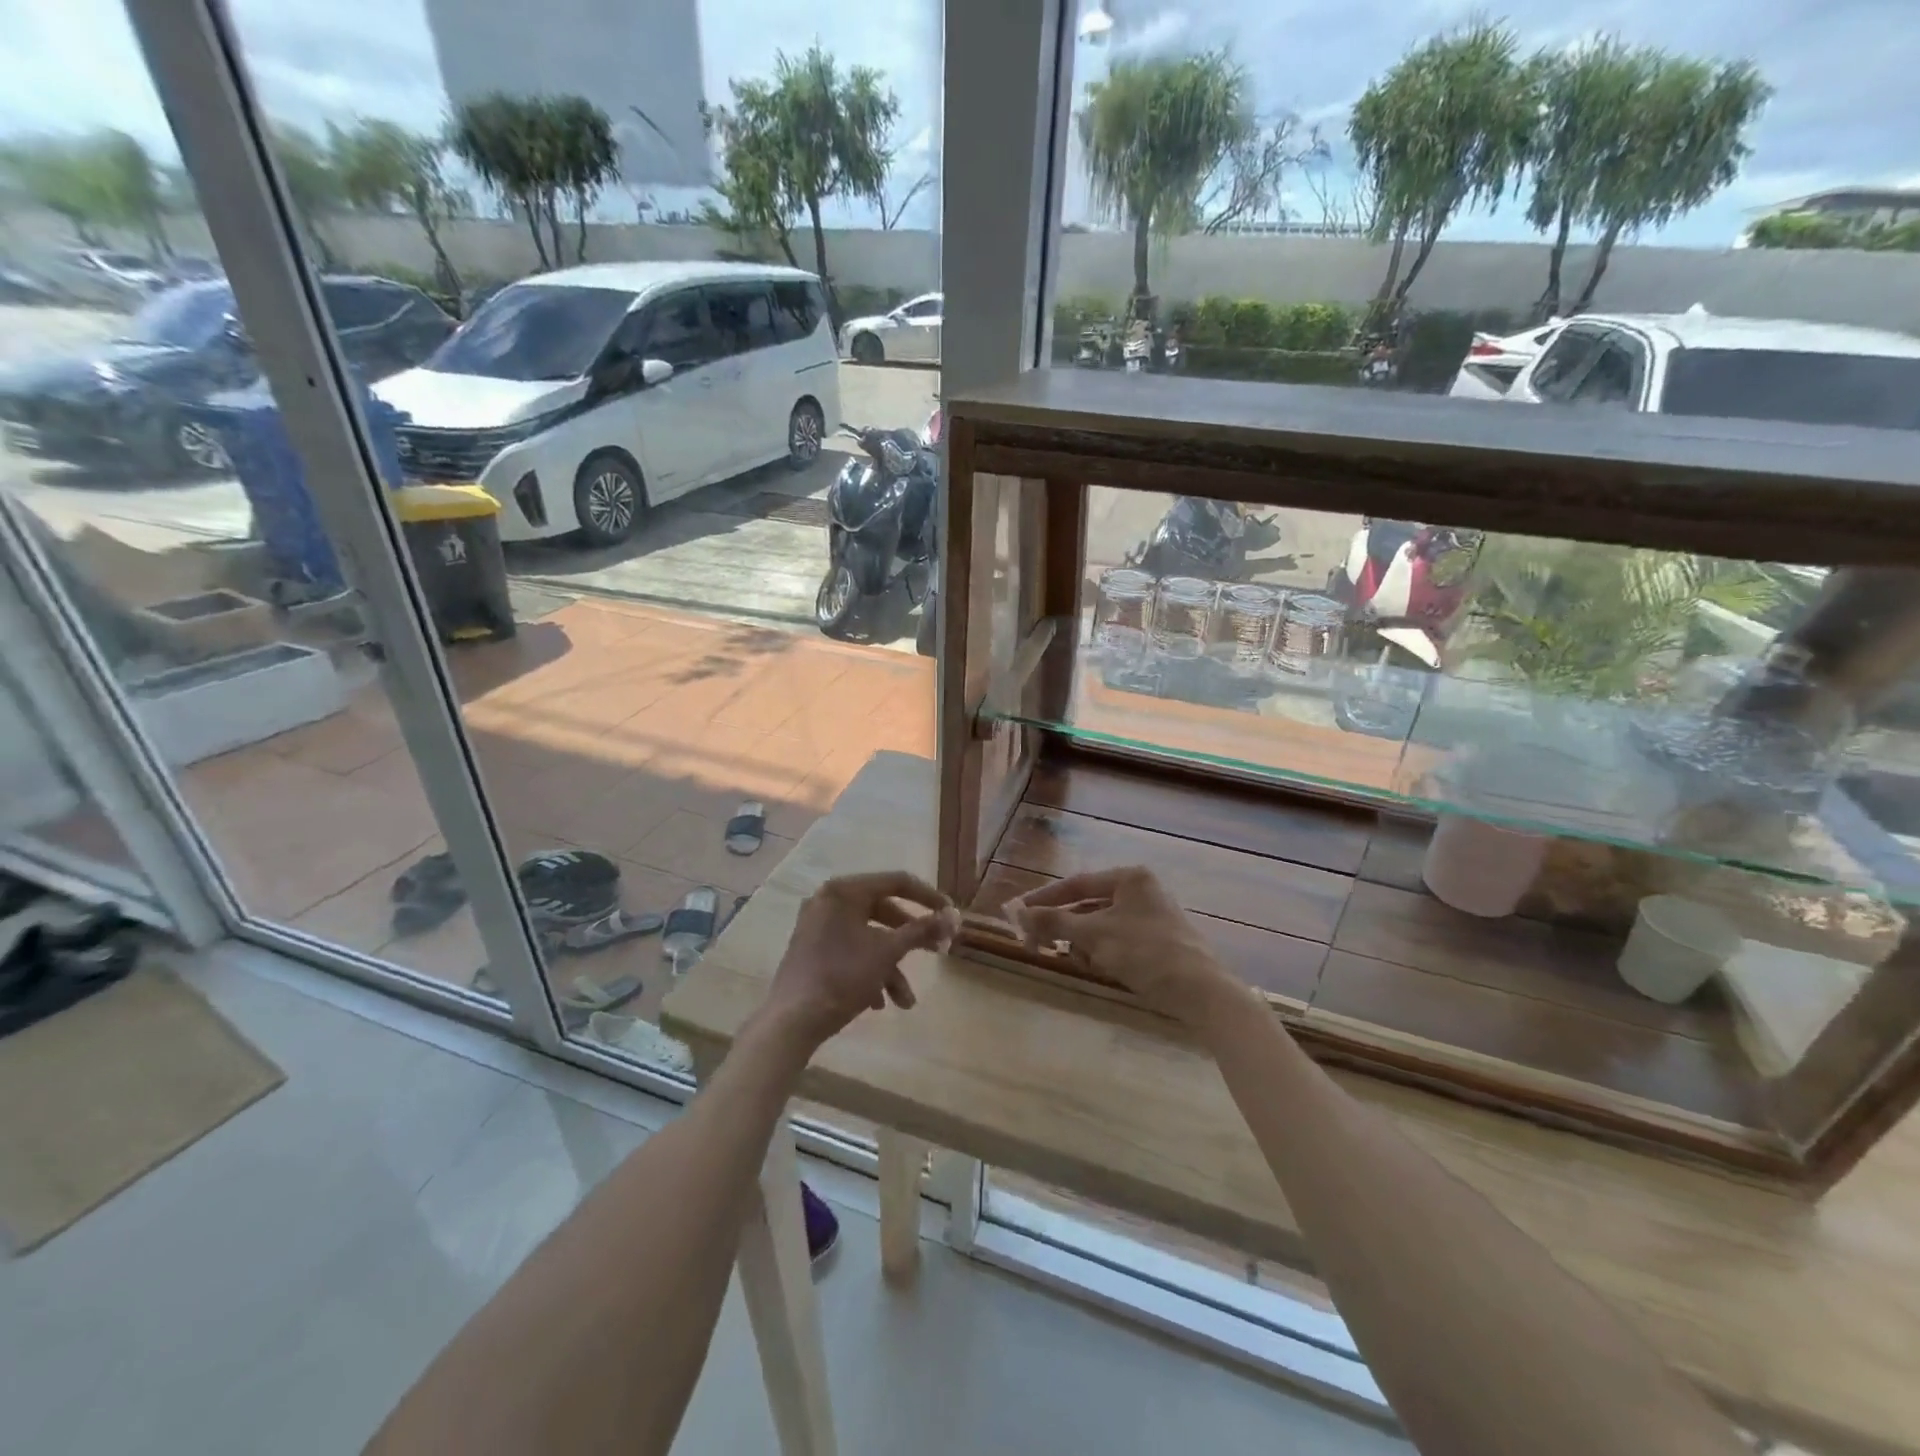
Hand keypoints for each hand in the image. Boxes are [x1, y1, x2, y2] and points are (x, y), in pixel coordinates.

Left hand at [758, 872, 957, 1050]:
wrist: (791, 1021)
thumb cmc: (842, 977)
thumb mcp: (888, 953)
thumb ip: (921, 930)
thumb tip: (953, 916)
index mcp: (844, 891)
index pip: (897, 882)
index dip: (928, 897)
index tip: (950, 914)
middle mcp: (829, 900)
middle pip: (883, 911)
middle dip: (911, 939)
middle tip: (937, 951)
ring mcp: (818, 925)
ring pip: (868, 937)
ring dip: (891, 966)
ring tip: (906, 1001)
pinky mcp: (813, 949)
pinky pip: (851, 950)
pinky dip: (869, 971)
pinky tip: (879, 1002)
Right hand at [1006, 866, 1242, 1028]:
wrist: (1201, 991)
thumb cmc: (1146, 952)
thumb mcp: (1094, 935)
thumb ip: (1054, 921)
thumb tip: (1017, 912)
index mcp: (1129, 878)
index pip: (1076, 883)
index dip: (1044, 899)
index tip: (1018, 913)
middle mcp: (1141, 890)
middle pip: (1087, 905)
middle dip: (1063, 926)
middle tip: (1036, 943)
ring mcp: (1151, 916)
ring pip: (1101, 925)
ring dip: (1082, 942)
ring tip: (1073, 959)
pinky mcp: (1157, 941)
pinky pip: (1117, 940)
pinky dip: (1102, 952)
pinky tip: (1097, 967)